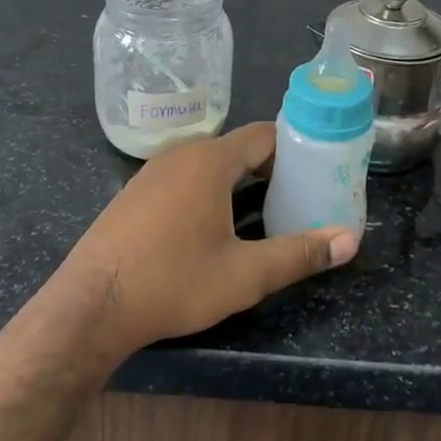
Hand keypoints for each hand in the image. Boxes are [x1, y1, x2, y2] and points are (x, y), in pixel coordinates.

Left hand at [56, 124, 356, 352]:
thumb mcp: (244, 275)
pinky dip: (209, 192)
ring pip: (210, 165)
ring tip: (267, 215)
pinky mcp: (136, 193)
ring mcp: (153, 171)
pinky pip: (185, 179)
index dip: (296, 149)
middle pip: (239, 149)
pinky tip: (216, 228)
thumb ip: (298, 253)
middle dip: (272, 170)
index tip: (320, 172)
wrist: (90, 305)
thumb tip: (350, 239)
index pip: (265, 135)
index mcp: (210, 160)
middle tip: (300, 200)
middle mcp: (182, 153)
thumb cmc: (172, 282)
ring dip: (240, 184)